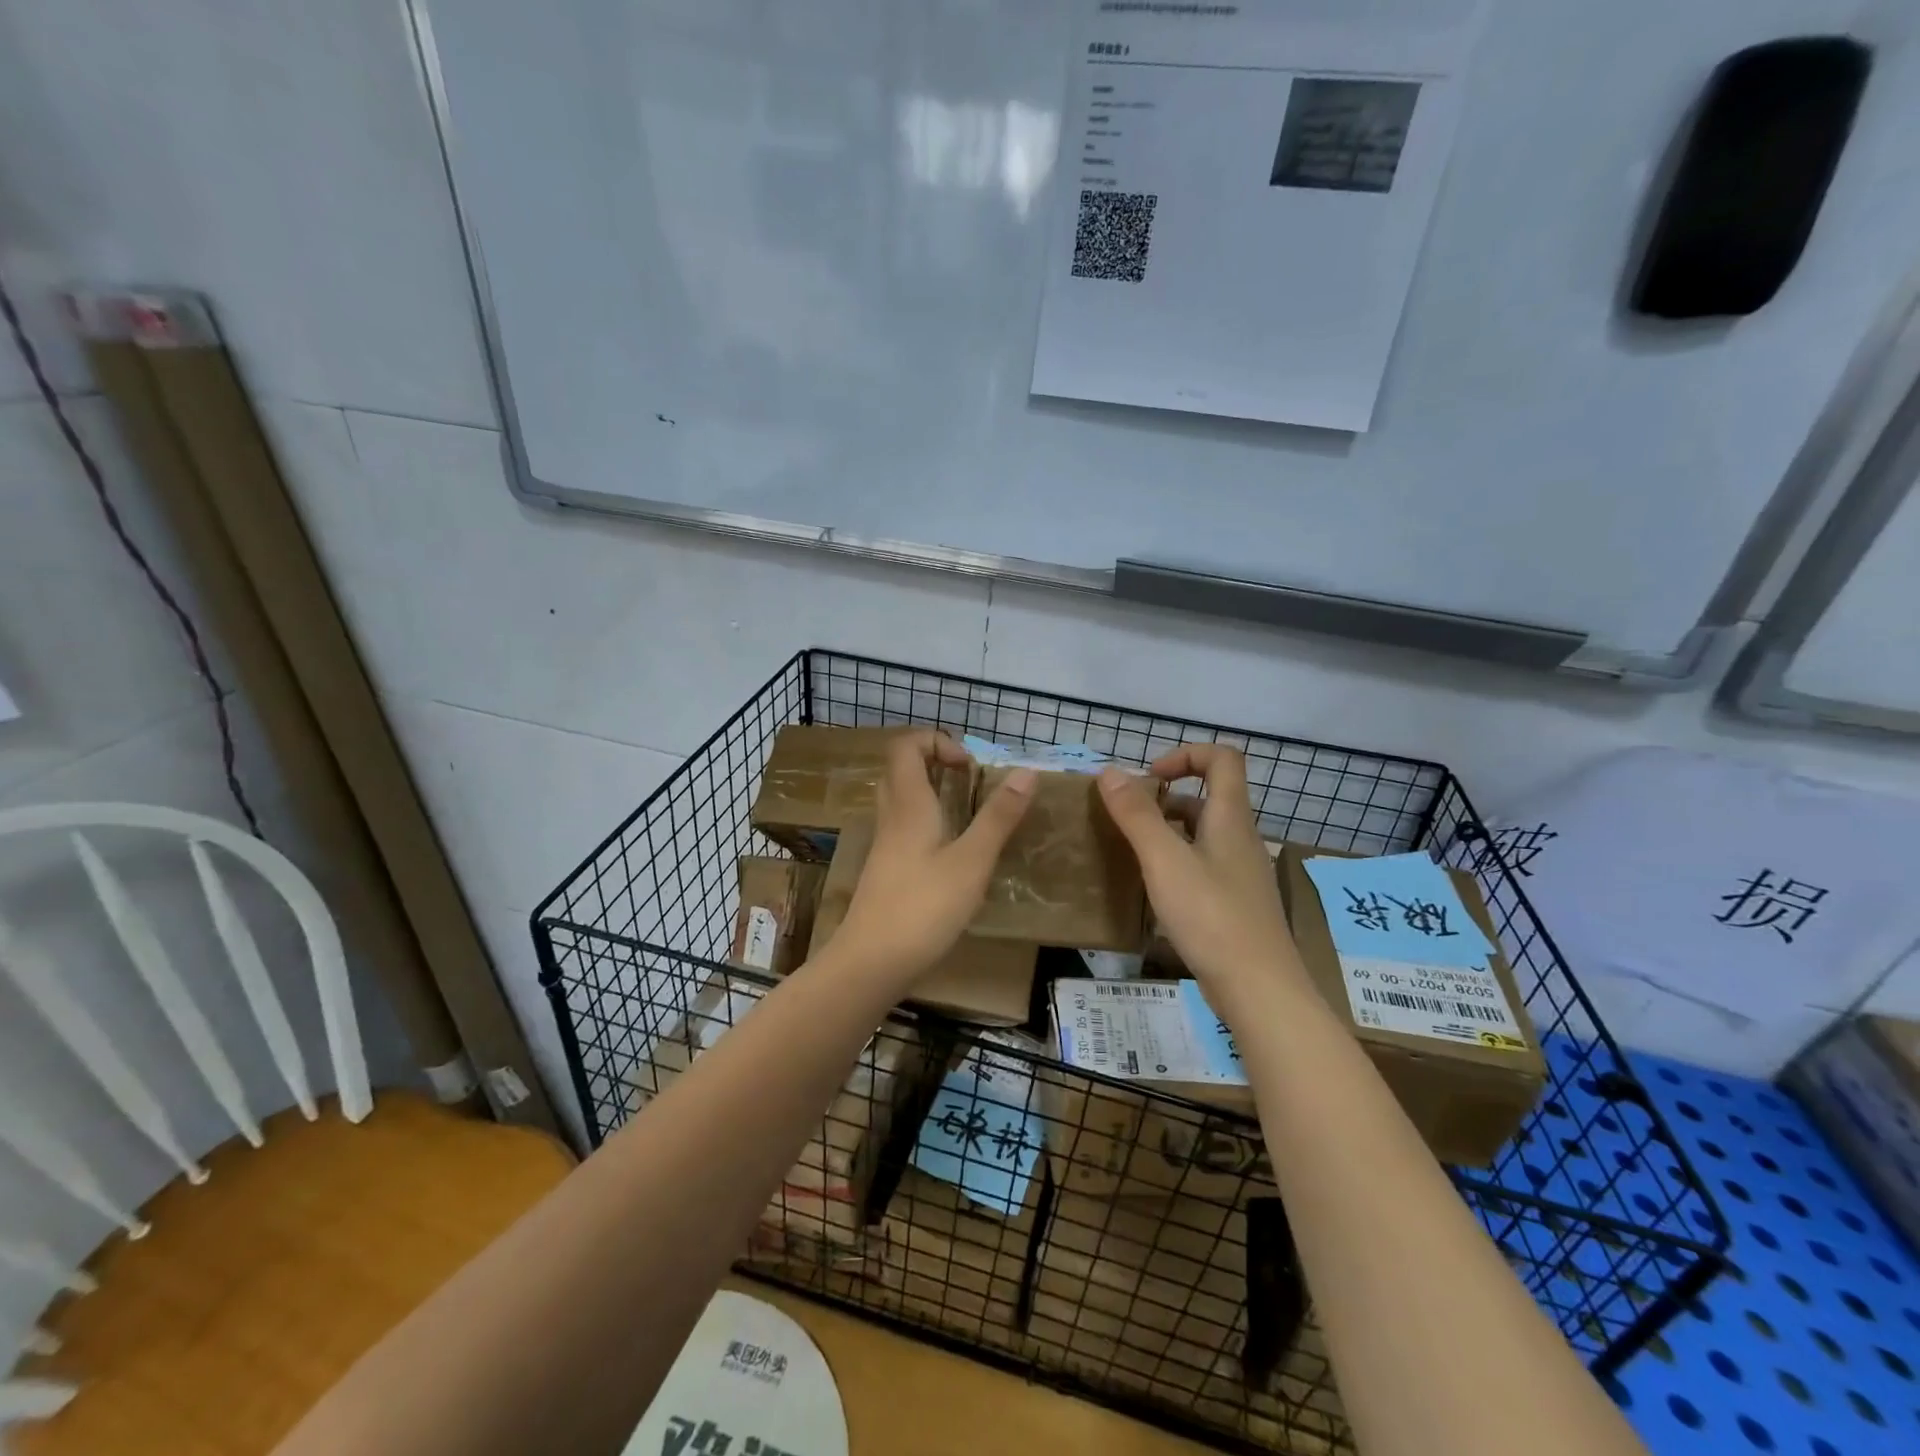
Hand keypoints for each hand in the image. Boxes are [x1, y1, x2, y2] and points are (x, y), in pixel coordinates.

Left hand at [833, 730, 1035, 981]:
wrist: (871, 962)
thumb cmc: (924, 907)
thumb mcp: (972, 861)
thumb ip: (998, 817)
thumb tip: (1026, 772)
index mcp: (909, 804)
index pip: (906, 746)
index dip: (936, 741)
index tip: (970, 766)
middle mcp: (891, 816)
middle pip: (900, 768)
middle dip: (934, 762)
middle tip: (968, 781)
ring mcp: (884, 844)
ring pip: (900, 798)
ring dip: (930, 791)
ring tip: (965, 811)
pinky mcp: (885, 869)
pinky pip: (902, 825)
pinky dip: (926, 820)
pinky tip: (951, 850)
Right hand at [1098, 745, 1299, 1010]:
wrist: (1259, 990)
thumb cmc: (1212, 916)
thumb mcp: (1165, 861)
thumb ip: (1136, 815)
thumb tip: (1109, 771)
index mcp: (1230, 818)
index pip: (1222, 758)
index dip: (1185, 754)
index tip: (1148, 778)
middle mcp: (1240, 838)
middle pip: (1208, 797)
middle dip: (1165, 798)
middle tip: (1127, 818)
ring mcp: (1240, 873)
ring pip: (1202, 834)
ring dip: (1167, 831)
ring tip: (1131, 851)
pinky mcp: (1234, 904)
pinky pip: (1203, 866)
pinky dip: (1175, 863)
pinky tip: (1152, 889)